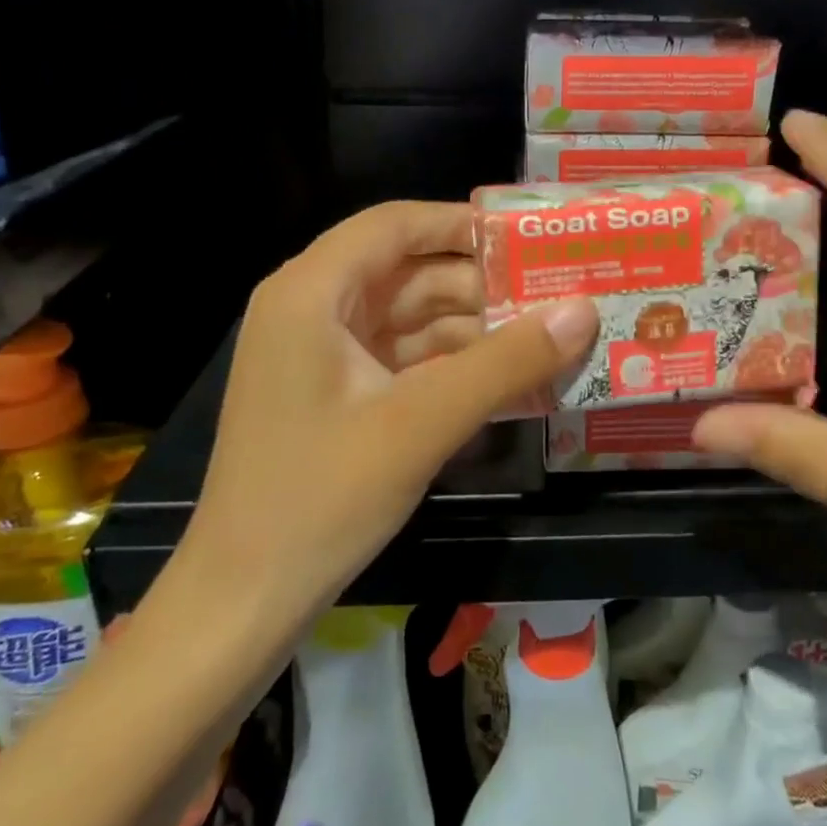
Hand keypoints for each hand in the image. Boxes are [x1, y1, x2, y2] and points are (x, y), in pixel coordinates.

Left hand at [183, 201, 596, 617]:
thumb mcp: (422, 422)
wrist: (242, 602)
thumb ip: (506, 362)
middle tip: (558, 293)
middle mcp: (312, 309)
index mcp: (312, 292)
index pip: (395, 225)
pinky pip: (404, 360)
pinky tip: (509, 379)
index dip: (462, 223)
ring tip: (549, 337)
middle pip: (408, 272)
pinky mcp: (336, 396)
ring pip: (411, 319)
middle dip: (481, 285)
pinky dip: (453, 365)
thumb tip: (584, 308)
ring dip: (474, 329)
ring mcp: (322, 356)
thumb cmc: (320, 497)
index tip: (529, 238)